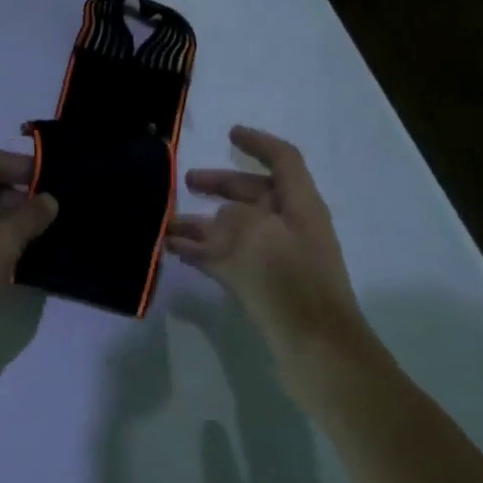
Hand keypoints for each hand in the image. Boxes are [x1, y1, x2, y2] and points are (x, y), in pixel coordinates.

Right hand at [167, 126, 369, 354]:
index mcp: (300, 206)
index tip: (230, 133)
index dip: (257, 143)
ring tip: (166, 224)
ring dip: (203, 223)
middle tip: (186, 183)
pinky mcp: (265, 285)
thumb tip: (215, 223)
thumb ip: (231, 218)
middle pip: (254, 194)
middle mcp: (290, 226)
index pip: (282, 160)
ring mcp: (278, 258)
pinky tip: (176, 252)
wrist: (317, 349)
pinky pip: (229, 257)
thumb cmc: (291, 282)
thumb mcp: (256, 236)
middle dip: (220, 186)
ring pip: (236, 228)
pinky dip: (204, 251)